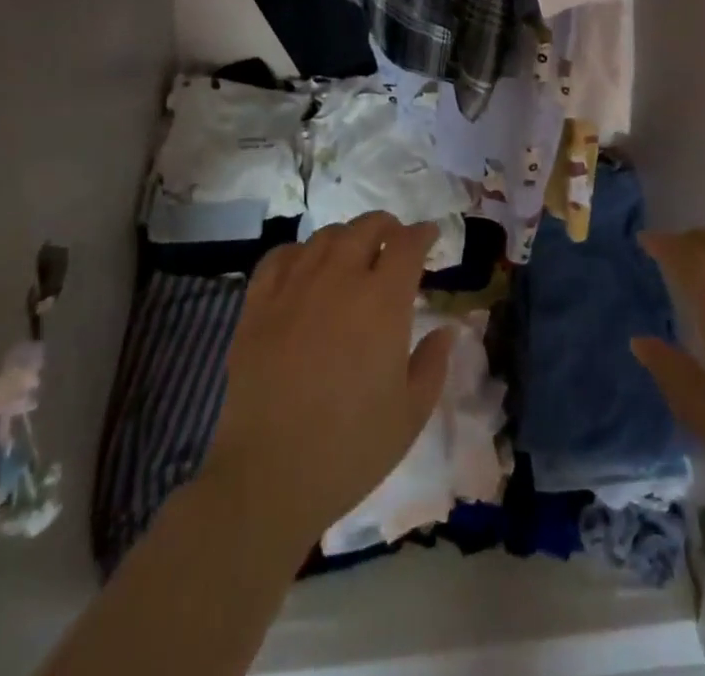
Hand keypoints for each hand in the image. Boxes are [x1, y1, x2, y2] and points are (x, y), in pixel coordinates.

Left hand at [202, 213, 454, 547]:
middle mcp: (339, 280)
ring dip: (347, 237)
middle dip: (387, 227)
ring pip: (325, 236)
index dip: (423, 234)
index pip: (408, 244)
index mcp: (382, 302)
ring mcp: (294, 287)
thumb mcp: (411, 414)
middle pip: (366, 227)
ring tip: (353, 254)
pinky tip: (305, 267)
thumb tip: (446, 330)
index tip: (431, 237)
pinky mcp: (258, 304)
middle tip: (394, 242)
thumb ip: (433, 364)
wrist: (269, 477)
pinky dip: (300, 252)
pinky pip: (280, 257)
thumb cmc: (351, 449)